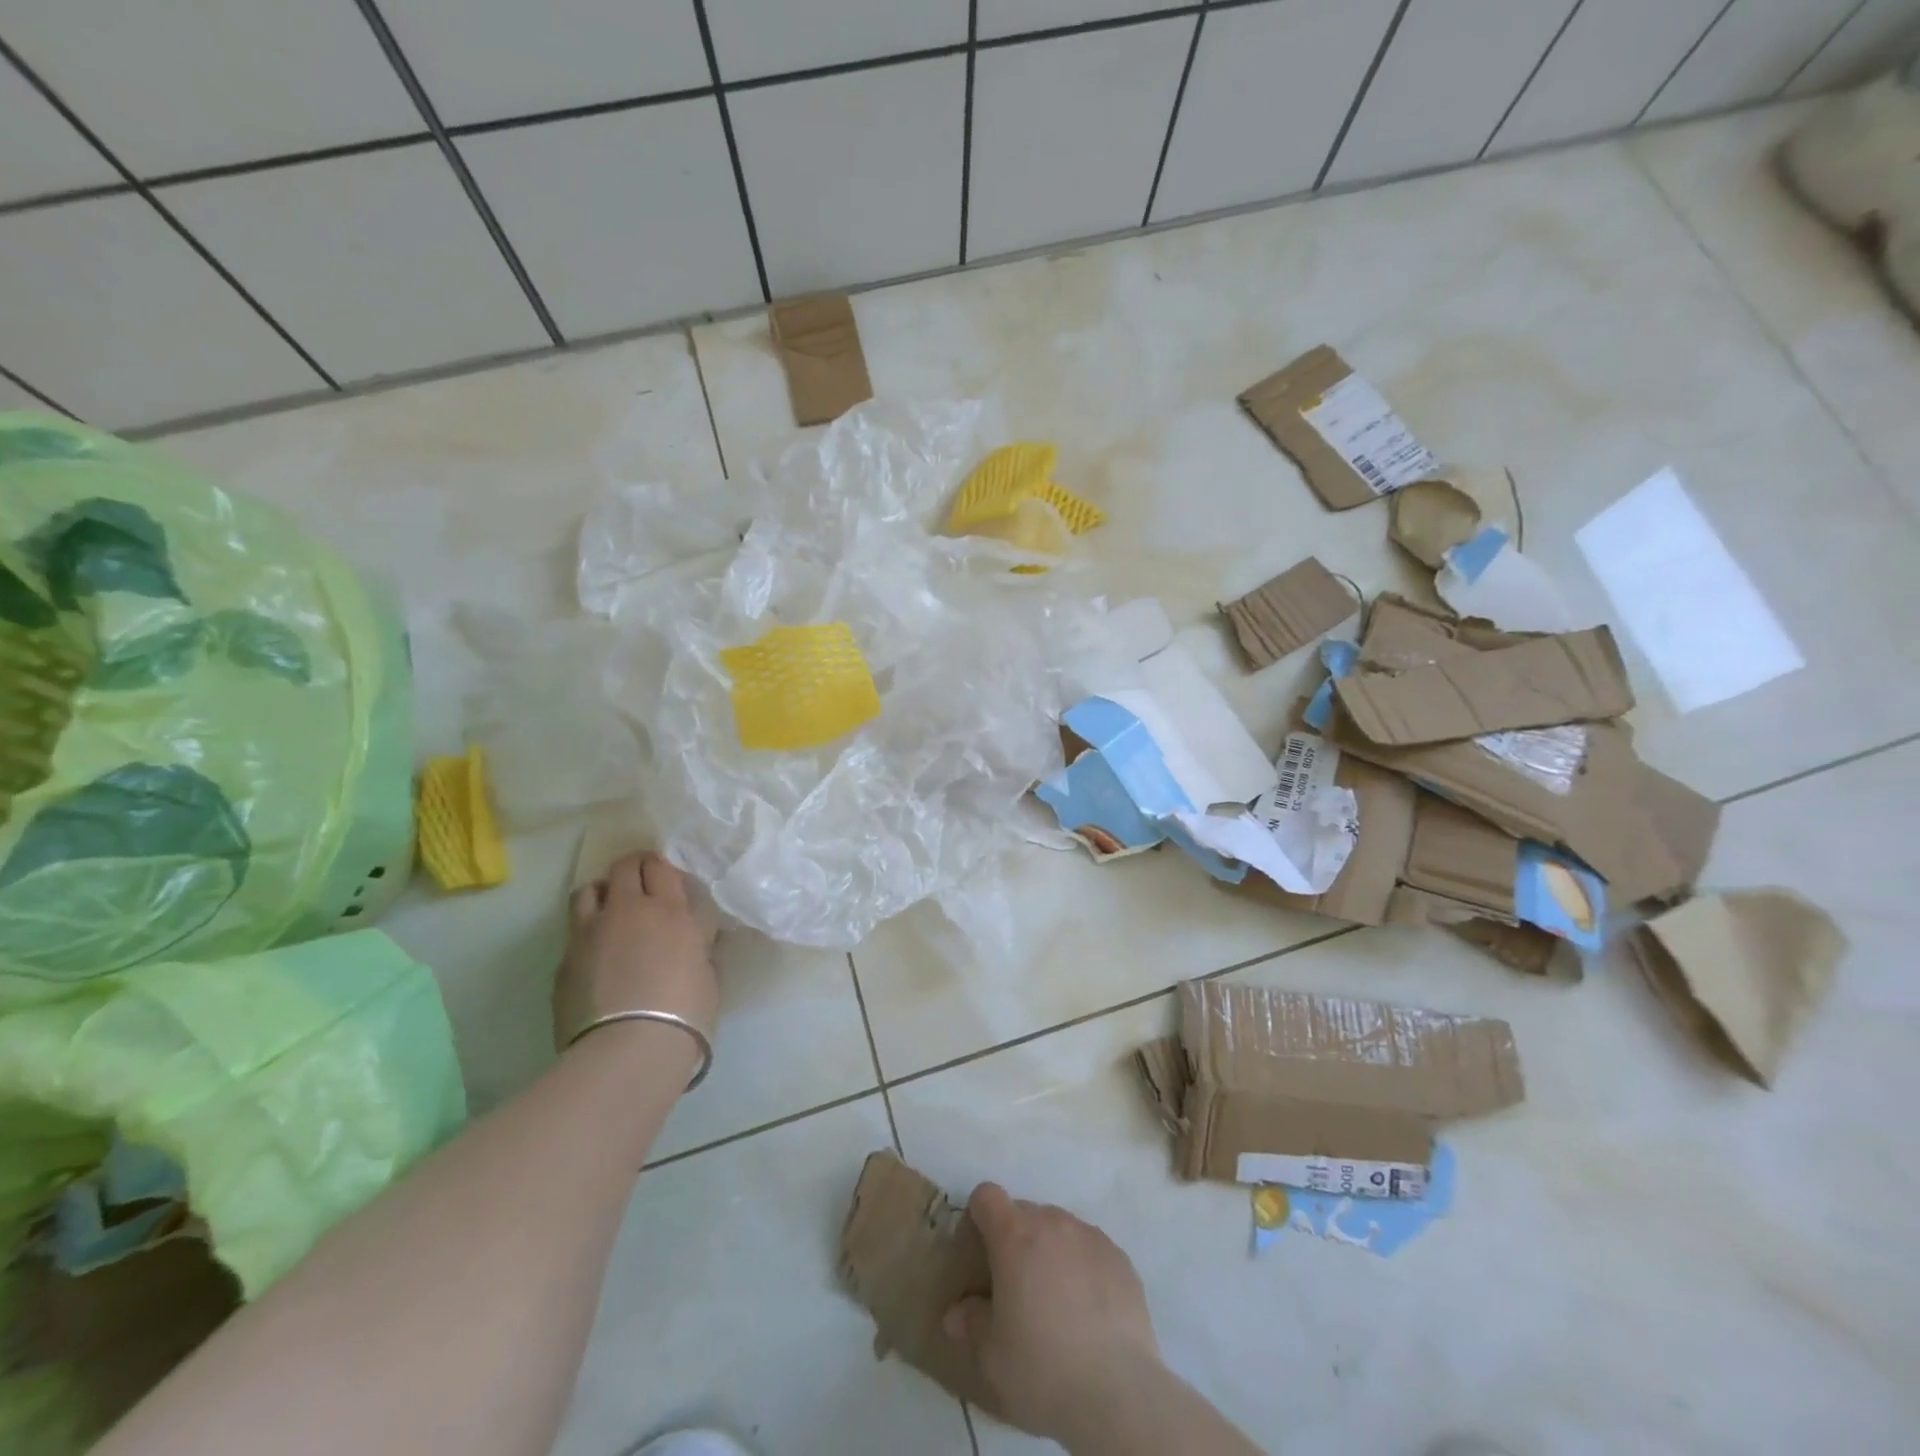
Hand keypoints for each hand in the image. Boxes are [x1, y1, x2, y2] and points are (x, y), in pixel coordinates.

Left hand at [553, 852, 718, 1053]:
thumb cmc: (685, 1012)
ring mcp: (589, 934)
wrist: (629, 1050)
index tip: (666, 879)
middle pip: (622, 868)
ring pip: (588, 891)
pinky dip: (587, 934)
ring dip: (602, 894)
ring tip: (611, 911)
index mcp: (668, 910)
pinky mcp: (564, 962)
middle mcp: (626, 911)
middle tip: (641, 885)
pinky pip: (575, 933)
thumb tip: (692, 940)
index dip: (661, 867)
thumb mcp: (706, 973)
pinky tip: (596, 956)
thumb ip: (696, 947)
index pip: (660, 866)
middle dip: (632, 869)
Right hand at [942, 1183, 1162, 1445]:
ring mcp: (1090, 1236)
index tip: (981, 1249)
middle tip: (1018, 1286)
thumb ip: (972, 1323)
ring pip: (1060, 1228)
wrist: (1117, 1392)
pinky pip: (1091, 1248)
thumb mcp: (993, 1355)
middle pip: (1025, 1212)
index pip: (988, 1196)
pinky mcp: (1119, 1257)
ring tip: (1058, 1299)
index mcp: (1014, 1236)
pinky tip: (1090, 1310)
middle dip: (1017, 1238)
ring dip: (1052, 1249)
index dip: (980, 1215)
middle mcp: (1052, 1222)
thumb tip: (957, 1313)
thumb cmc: (1042, 1368)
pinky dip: (1084, 1266)